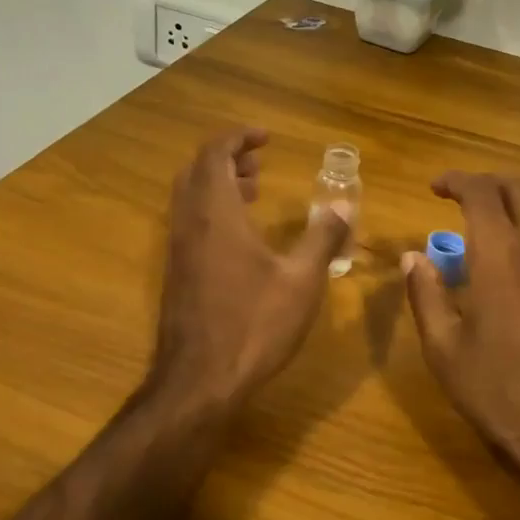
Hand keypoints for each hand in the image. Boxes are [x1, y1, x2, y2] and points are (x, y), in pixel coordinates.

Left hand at [149, 128, 349, 411]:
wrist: (199, 382)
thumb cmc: (254, 325)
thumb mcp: (301, 280)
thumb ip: (322, 237)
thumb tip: (344, 204)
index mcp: (216, 214)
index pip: (215, 154)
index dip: (238, 137)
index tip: (267, 138)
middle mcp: (190, 224)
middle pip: (197, 170)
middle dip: (227, 158)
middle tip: (260, 164)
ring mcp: (178, 250)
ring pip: (190, 197)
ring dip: (218, 184)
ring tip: (255, 192)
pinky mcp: (176, 273)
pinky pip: (189, 222)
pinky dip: (211, 210)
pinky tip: (241, 237)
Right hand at [403, 172, 519, 501]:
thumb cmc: (500, 393)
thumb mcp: (445, 350)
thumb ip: (426, 295)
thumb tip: (413, 258)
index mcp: (502, 256)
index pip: (482, 193)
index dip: (457, 180)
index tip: (435, 187)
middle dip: (490, 181)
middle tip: (461, 196)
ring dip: (516, 203)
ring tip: (486, 224)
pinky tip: (514, 262)